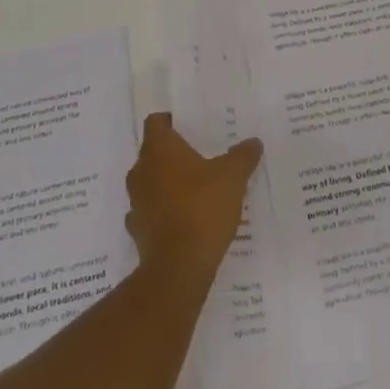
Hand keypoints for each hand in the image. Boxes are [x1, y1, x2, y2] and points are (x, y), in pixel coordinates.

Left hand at [125, 113, 262, 285]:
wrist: (179, 267)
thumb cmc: (203, 209)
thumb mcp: (233, 177)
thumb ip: (243, 156)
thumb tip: (253, 142)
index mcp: (159, 150)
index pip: (156, 122)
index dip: (170, 120)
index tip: (189, 125)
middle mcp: (141, 171)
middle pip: (153, 152)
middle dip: (173, 154)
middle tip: (201, 156)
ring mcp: (136, 202)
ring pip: (150, 183)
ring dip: (168, 183)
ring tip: (196, 188)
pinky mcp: (138, 230)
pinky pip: (151, 212)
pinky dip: (164, 212)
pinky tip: (185, 219)